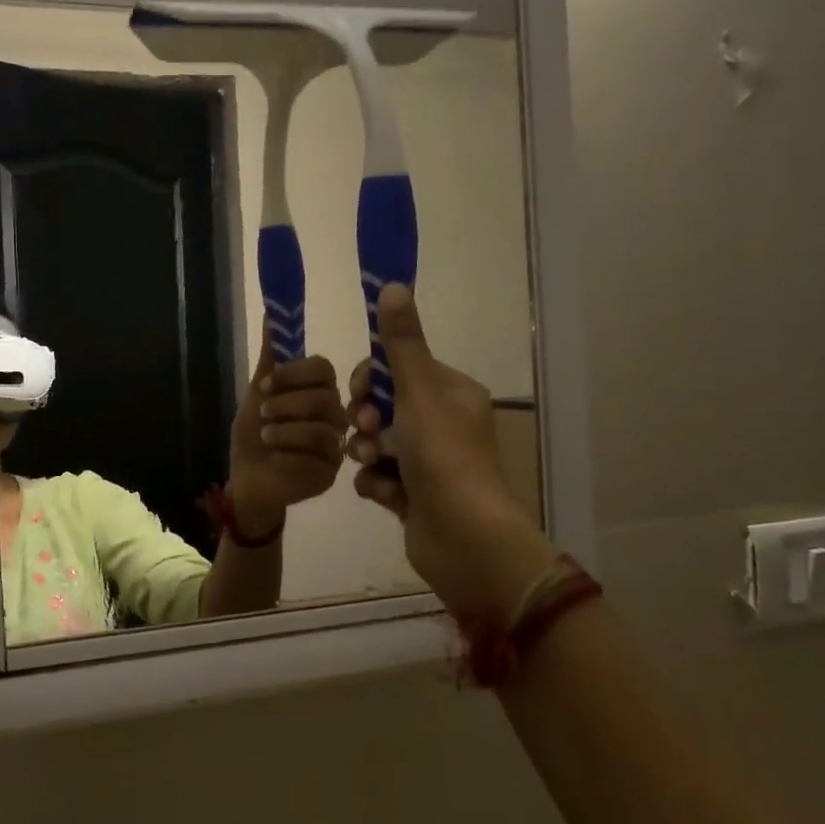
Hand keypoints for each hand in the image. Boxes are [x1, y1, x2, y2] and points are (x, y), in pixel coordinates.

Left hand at [227, 340, 347, 537]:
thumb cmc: (254, 436)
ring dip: (286, 431)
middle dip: (287, 404)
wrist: (247, 479)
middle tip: (264, 413)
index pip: (323, 369)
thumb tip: (270, 313)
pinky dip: (289, 455)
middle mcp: (334, 415)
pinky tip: (275, 459)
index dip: (295, 373)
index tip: (265, 384)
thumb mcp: (257, 394)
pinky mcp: (332, 473)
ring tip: (266, 437)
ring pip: (322, 429)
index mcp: (318, 391)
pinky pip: (317, 459)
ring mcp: (336, 445)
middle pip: (325, 398)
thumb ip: (270, 359)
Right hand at [347, 284, 556, 618]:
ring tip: (371, 465)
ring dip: (365, 452)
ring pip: (376, 443)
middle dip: (365, 419)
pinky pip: (379, 478)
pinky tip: (384, 495)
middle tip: (366, 431)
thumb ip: (401, 342)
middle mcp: (443, 425)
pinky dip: (376, 484)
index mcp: (452, 394)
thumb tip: (392, 284)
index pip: (399, 369)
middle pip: (383, 406)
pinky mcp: (415, 496)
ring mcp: (429, 464)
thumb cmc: (443, 457)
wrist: (464, 539)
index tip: (359, 393)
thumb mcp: (418, 392)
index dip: (371, 378)